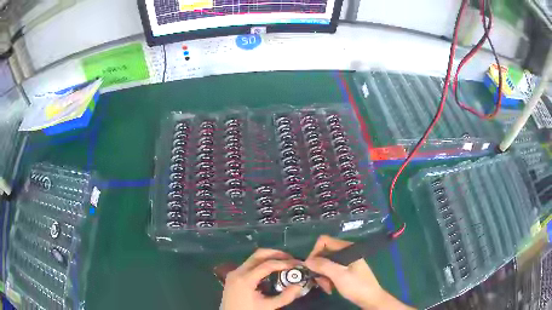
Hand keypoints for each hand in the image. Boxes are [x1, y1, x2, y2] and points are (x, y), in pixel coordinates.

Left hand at [221, 248, 302, 309]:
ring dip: (269, 258)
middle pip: (258, 255)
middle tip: (291, 259)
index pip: (267, 265)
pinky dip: (262, 263)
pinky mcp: (233, 275)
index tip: (297, 264)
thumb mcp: (268, 307)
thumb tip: (299, 285)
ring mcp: (233, 272)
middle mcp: (237, 272)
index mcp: (245, 279)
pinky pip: (249, 264)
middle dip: (277, 254)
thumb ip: (285, 296)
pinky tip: (271, 270)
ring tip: (284, 263)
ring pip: (253, 258)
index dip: (284, 263)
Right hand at [304, 235, 412, 309]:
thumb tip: (307, 261)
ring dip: (323, 276)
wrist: (371, 299)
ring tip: (327, 287)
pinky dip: (327, 279)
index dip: (315, 252)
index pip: (324, 241)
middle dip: (319, 268)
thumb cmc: (357, 286)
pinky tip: (330, 288)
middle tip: (320, 281)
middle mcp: (345, 252)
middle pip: (323, 254)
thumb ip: (323, 265)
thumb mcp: (339, 276)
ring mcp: (345, 262)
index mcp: (347, 248)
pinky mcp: (345, 270)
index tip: (311, 267)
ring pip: (325, 264)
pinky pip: (330, 271)